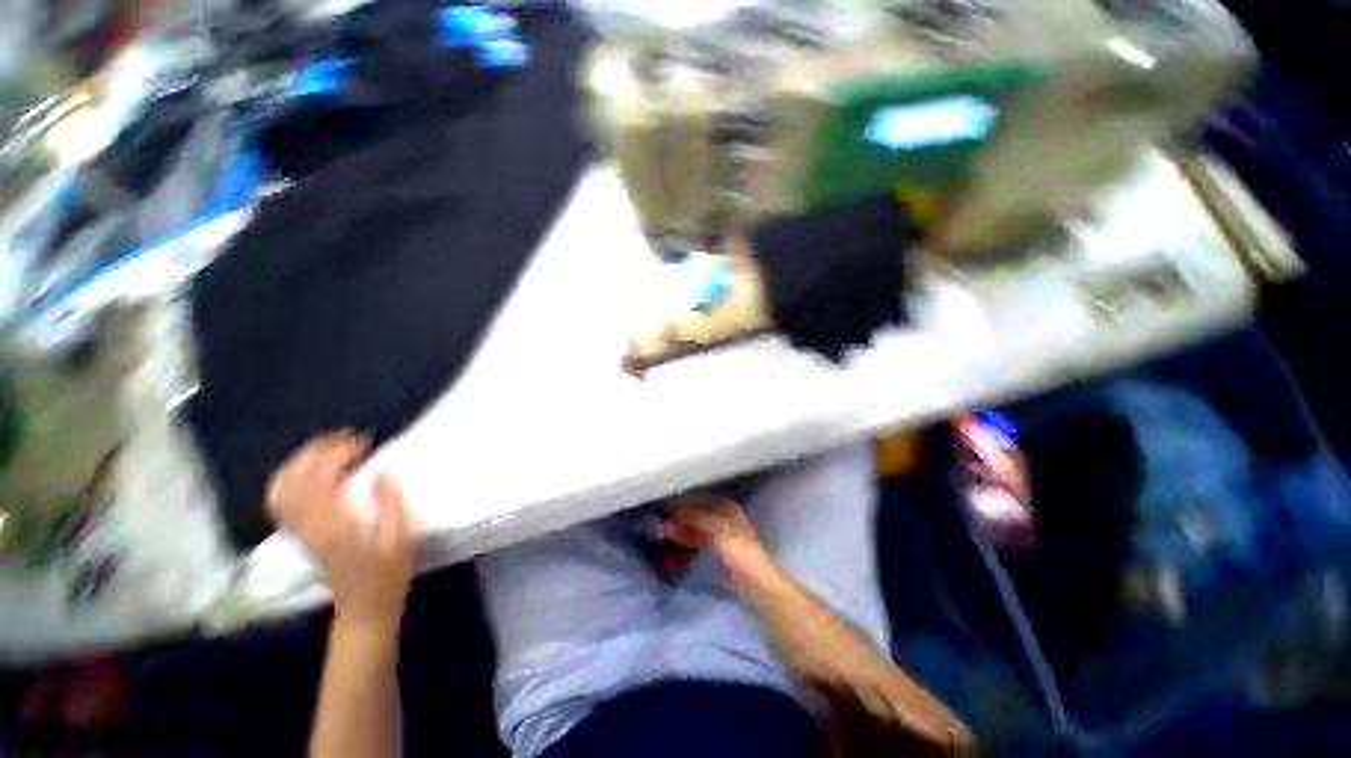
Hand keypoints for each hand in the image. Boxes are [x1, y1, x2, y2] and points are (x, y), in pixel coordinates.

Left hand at [267, 431, 414, 628]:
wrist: (363, 607)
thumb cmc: (387, 573)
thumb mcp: (399, 538)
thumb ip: (390, 504)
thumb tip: (383, 473)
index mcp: (333, 524)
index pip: (321, 478)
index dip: (339, 453)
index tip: (366, 442)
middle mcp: (308, 524)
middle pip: (294, 478)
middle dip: (316, 450)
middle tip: (347, 438)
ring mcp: (300, 530)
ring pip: (282, 488)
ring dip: (301, 461)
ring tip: (329, 448)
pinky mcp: (301, 534)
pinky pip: (282, 499)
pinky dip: (291, 478)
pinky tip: (312, 472)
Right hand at [667, 497, 774, 587]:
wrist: (758, 584)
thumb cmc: (741, 554)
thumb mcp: (719, 532)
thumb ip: (695, 522)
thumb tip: (670, 521)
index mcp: (726, 508)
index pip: (699, 500)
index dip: (681, 503)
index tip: (662, 507)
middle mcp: (723, 517)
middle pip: (696, 514)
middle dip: (678, 519)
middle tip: (659, 524)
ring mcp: (720, 534)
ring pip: (695, 528)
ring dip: (680, 532)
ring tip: (663, 536)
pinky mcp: (718, 551)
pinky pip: (697, 542)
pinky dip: (686, 544)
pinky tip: (674, 549)